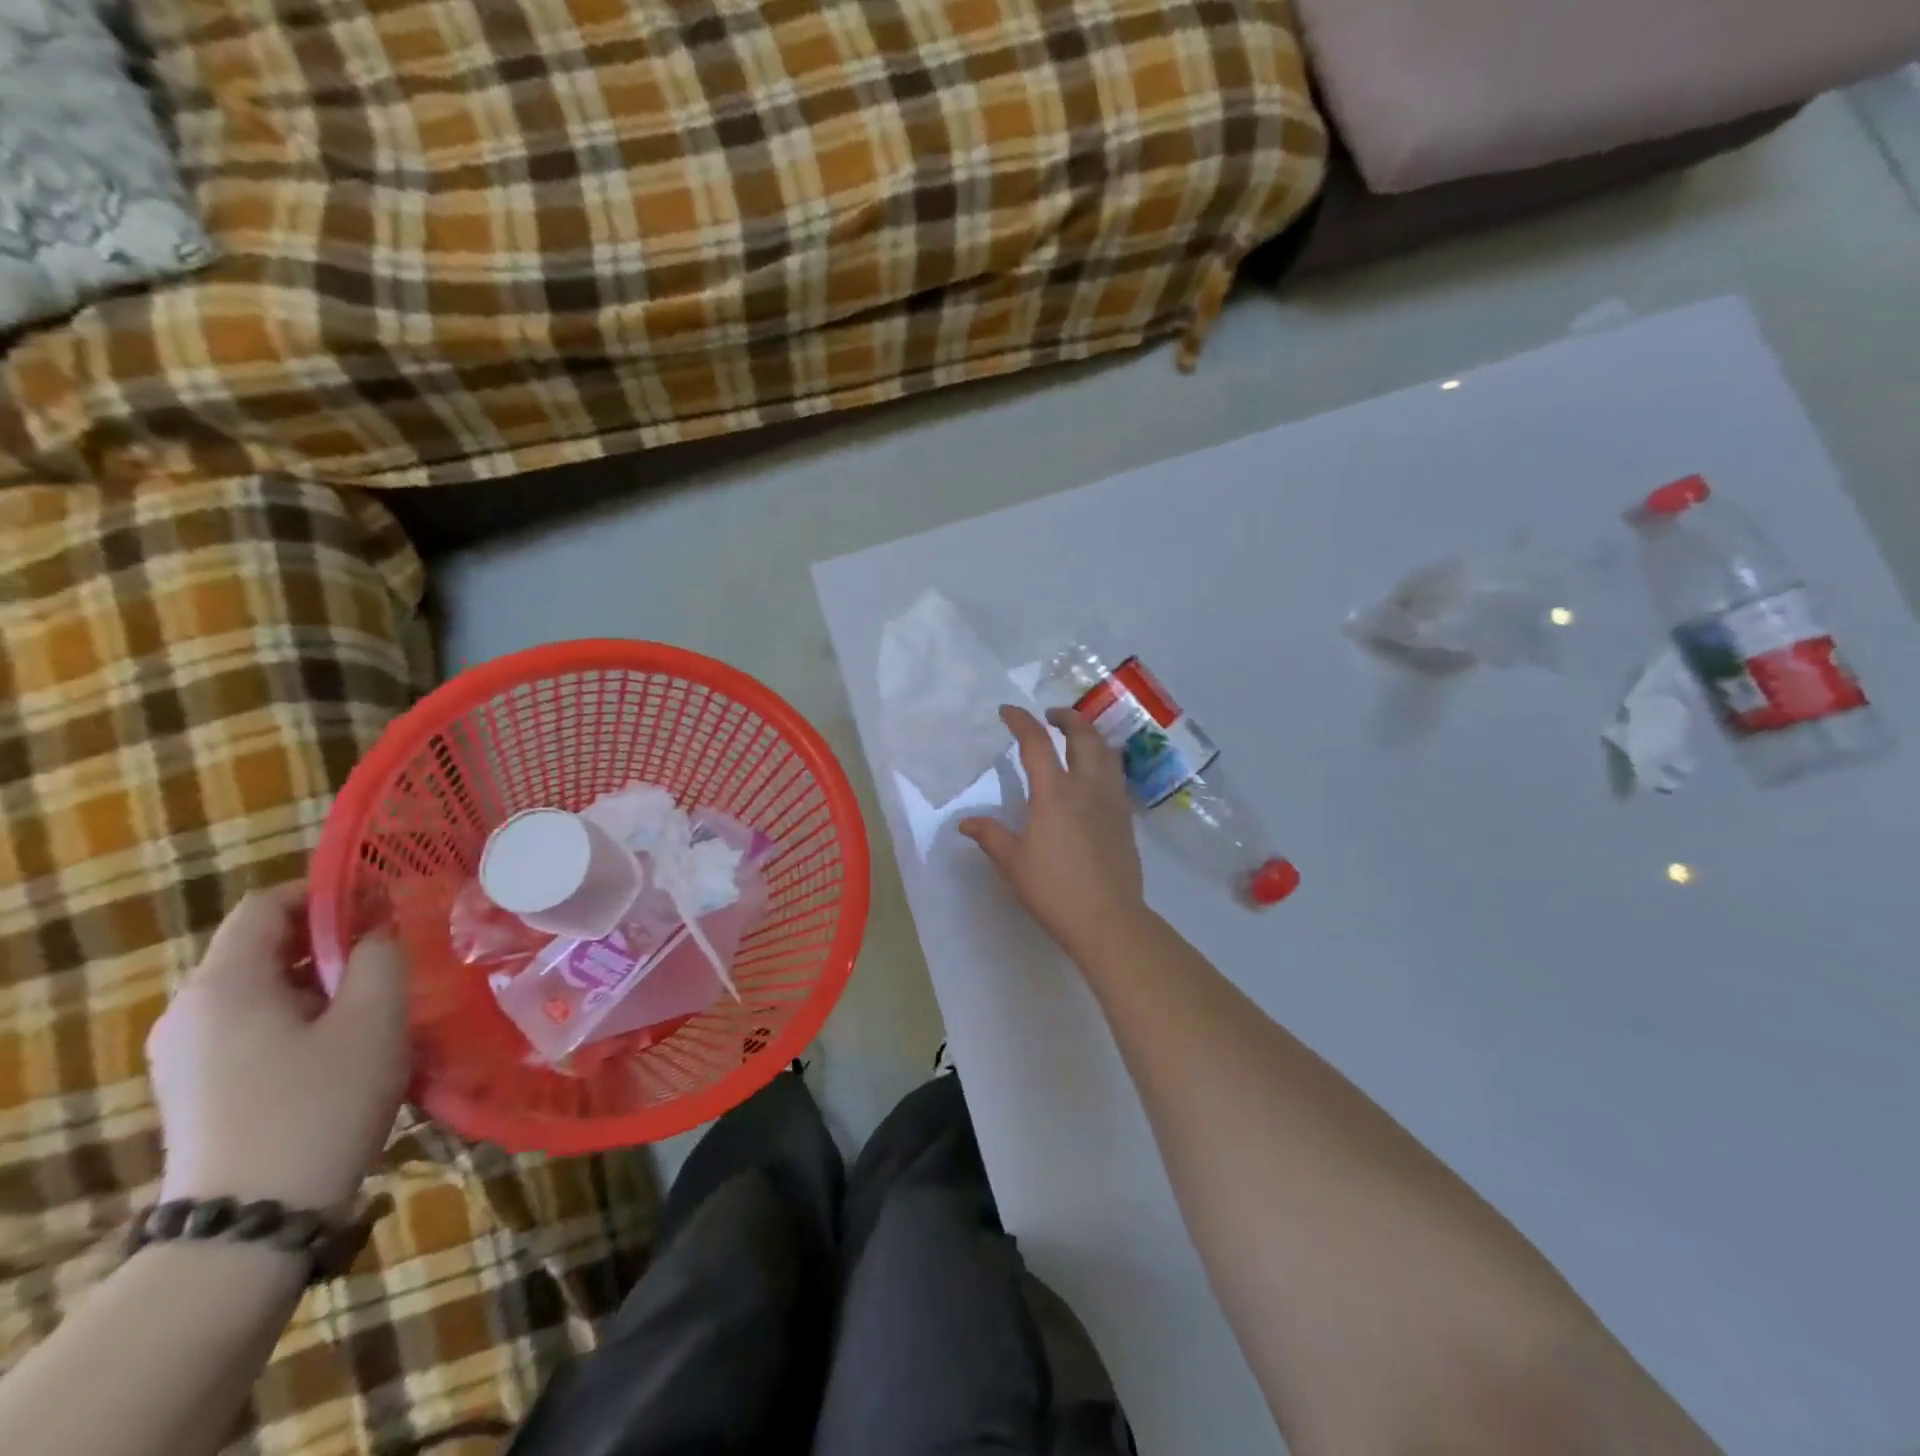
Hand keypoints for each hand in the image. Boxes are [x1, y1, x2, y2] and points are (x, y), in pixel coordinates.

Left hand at [149, 883, 410, 1211]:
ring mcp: (186, 1054)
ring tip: (377, 1001)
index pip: (266, 906)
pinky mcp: (196, 1087)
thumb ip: (380, 956)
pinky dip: (300, 1016)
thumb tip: (375, 929)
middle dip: (330, 940)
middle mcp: (190, 1010)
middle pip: (262, 946)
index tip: (383, 904)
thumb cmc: (320, 1104)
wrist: (252, 1222)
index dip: (326, 893)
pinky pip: (252, 1025)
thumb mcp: (374, 1019)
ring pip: (262, 988)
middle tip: (392, 955)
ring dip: (320, 981)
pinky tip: (344, 1045)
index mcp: (224, 985)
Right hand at [960, 705, 1147, 959]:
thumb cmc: (1054, 890)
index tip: (1008, 712)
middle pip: (1083, 736)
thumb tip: (966, 822)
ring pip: (1107, 752)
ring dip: (1090, 736)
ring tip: (1076, 738)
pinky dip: (1103, 761)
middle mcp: (1087, 786)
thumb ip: (990, 835)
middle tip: (1051, 716)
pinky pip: (1116, 775)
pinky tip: (1093, 777)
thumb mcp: (1012, 863)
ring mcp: (1112, 800)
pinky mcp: (1126, 818)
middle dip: (1067, 718)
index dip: (1021, 721)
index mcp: (1054, 792)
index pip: (1037, 742)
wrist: (1108, 919)